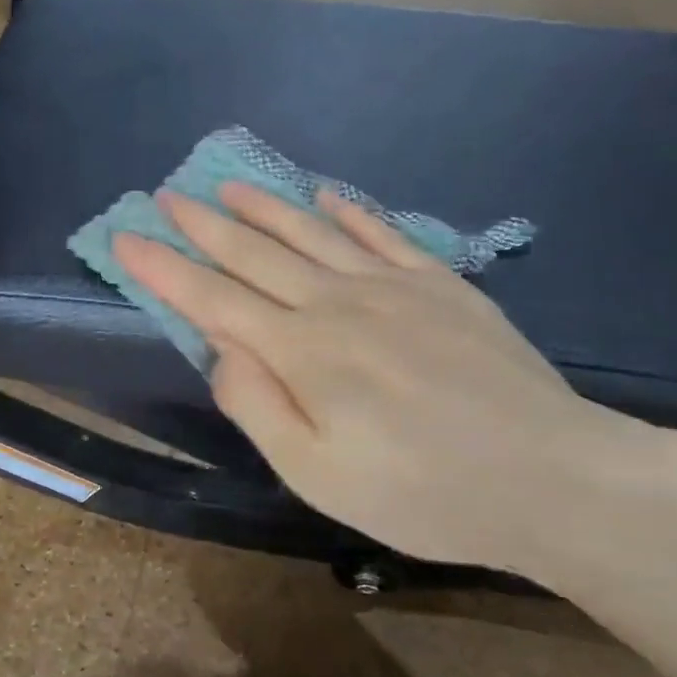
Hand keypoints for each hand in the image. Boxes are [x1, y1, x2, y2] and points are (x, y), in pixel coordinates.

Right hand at [114, 183, 674, 585]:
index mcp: (302, 352)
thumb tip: (221, 347)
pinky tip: (325, 195)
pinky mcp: (442, 284)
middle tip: (167, 195)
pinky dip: (347, 211)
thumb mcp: (317, 476)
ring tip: (227, 183)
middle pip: (255, 254)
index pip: (213, 299)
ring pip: (311, 233)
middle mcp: (338, 303)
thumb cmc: (422, 493)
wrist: (550, 476)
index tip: (126, 237)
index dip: (164, 268)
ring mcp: (394, 286)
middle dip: (203, 224)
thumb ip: (258, 406)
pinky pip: (382, 234)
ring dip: (264, 207)